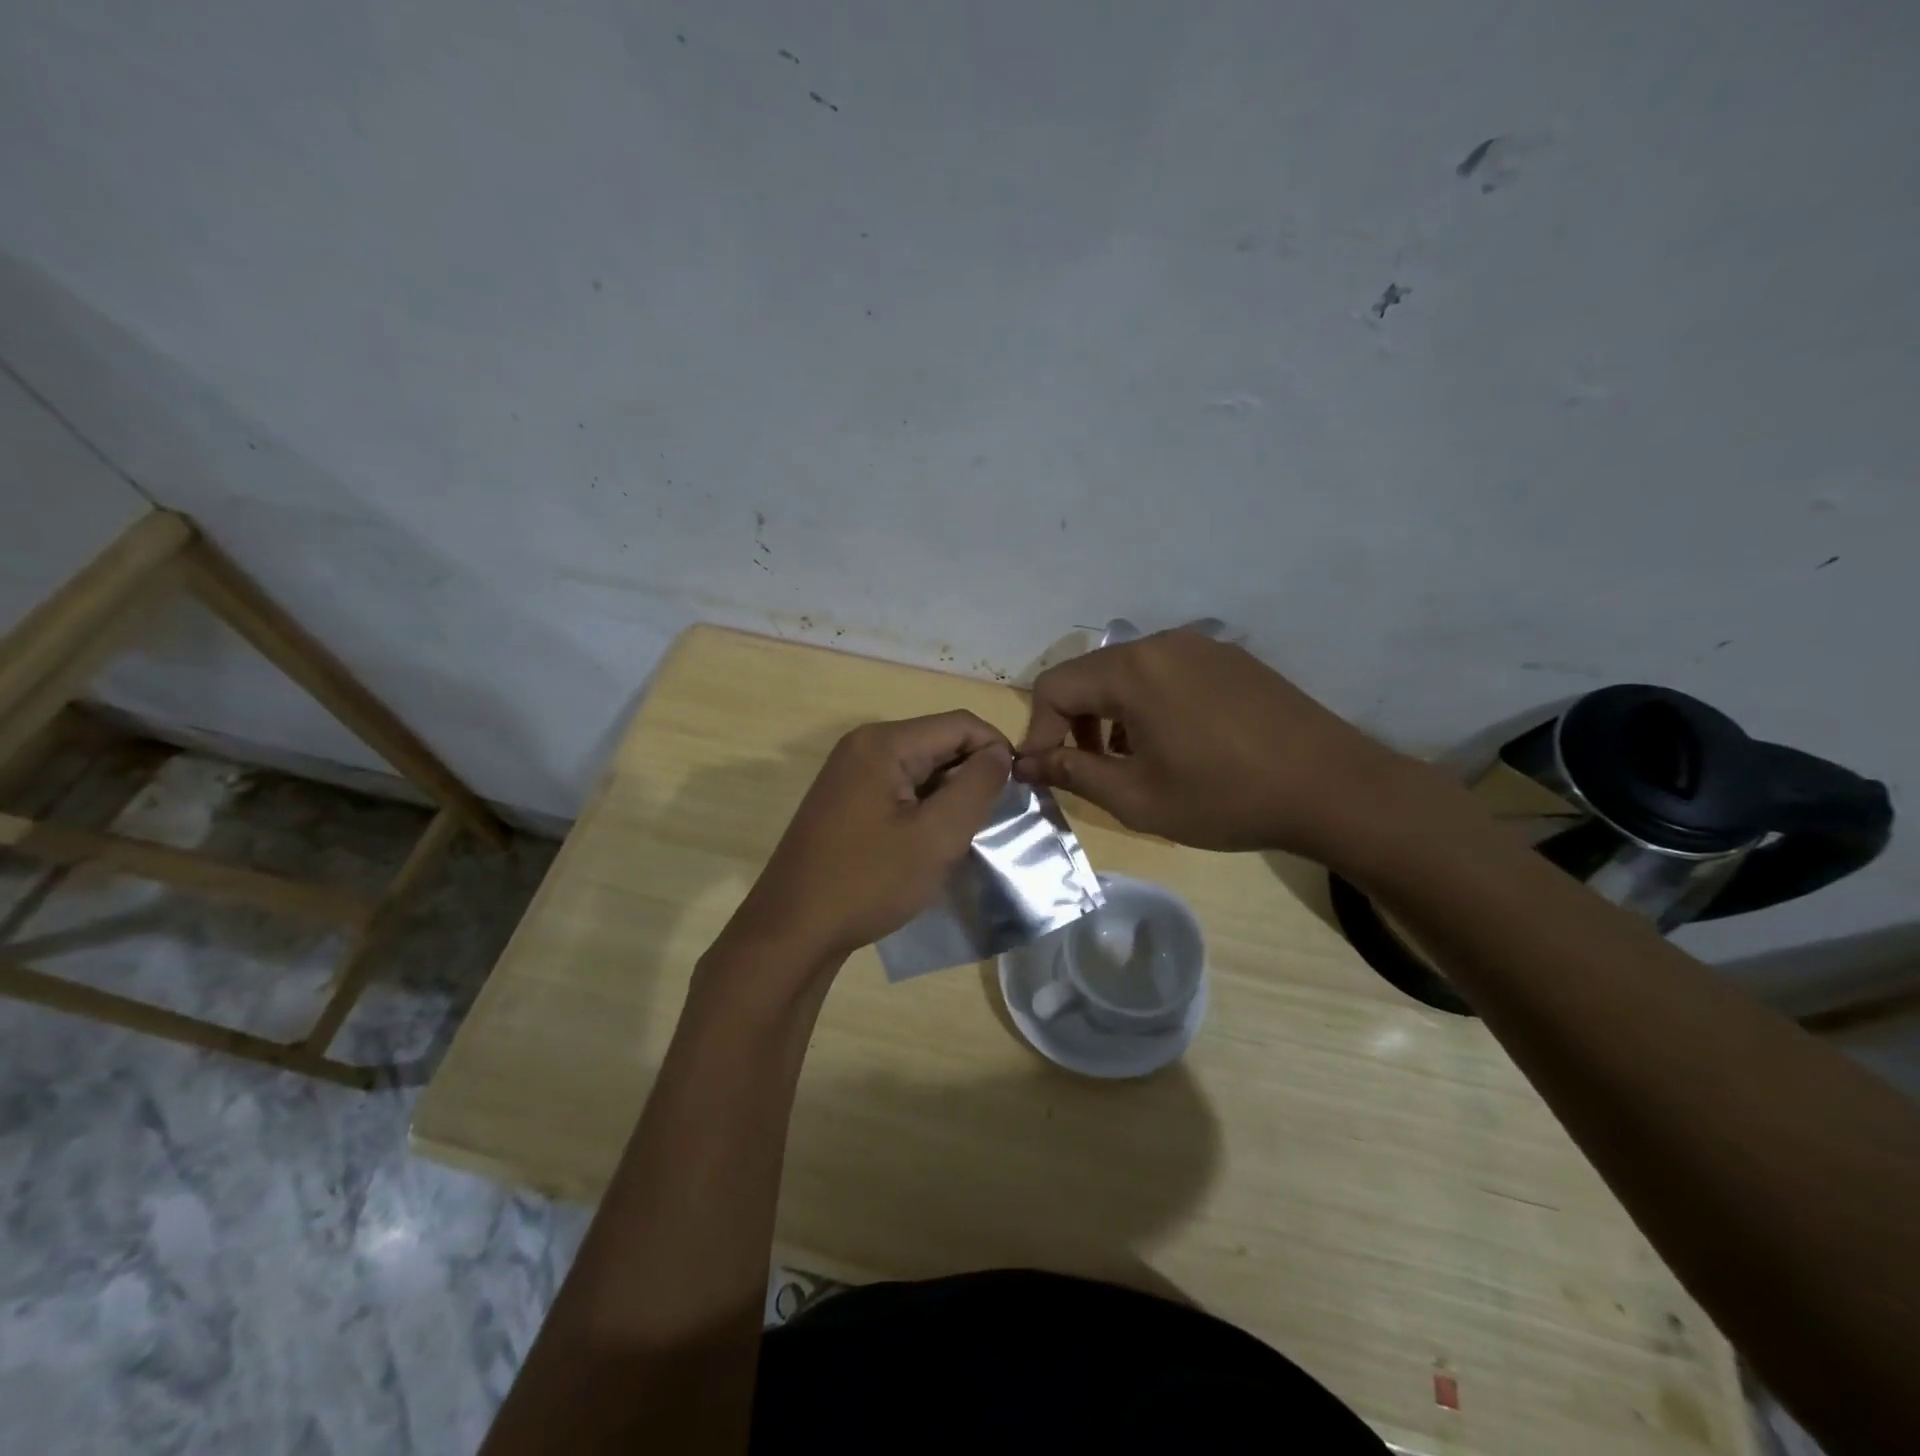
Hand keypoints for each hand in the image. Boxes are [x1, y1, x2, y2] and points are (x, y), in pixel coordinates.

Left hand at [720, 712, 1012, 974]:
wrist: (793, 930)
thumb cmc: (868, 882)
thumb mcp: (937, 837)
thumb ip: (977, 787)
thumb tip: (1000, 753)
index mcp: (884, 743)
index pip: (960, 724)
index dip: (997, 750)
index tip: (1018, 792)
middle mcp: (863, 745)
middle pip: (938, 741)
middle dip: (972, 773)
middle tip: (991, 819)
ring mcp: (849, 772)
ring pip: (920, 766)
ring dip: (949, 793)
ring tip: (964, 834)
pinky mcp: (844, 799)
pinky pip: (898, 786)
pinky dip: (924, 805)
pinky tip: (930, 840)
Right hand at [1013, 629, 1427, 860]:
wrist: (1333, 787)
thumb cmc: (1225, 797)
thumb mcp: (1138, 797)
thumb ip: (1074, 773)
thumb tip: (1028, 763)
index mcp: (1133, 670)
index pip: (1055, 687)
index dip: (1038, 731)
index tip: (1043, 773)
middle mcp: (1162, 643)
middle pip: (1091, 676)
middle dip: (1074, 723)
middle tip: (1085, 770)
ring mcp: (1200, 647)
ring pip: (1128, 674)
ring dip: (1110, 715)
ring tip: (1128, 761)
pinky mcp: (1230, 659)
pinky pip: (1166, 673)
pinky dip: (1147, 705)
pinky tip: (1172, 744)